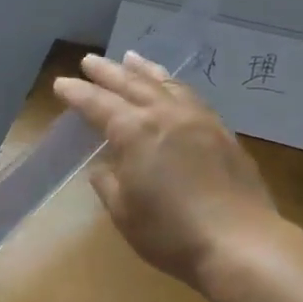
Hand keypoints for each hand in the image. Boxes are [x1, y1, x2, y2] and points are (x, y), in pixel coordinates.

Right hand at [55, 52, 279, 289]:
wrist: (242, 243)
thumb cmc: (171, 233)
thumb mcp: (124, 212)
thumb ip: (109, 183)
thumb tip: (105, 168)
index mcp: (134, 131)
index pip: (97, 104)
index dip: (77, 93)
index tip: (60, 83)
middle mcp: (165, 114)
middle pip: (131, 84)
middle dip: (107, 72)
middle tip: (89, 61)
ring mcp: (198, 119)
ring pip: (165, 83)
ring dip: (143, 70)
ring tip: (130, 58)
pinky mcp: (222, 132)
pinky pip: (191, 96)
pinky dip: (173, 85)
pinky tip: (171, 88)